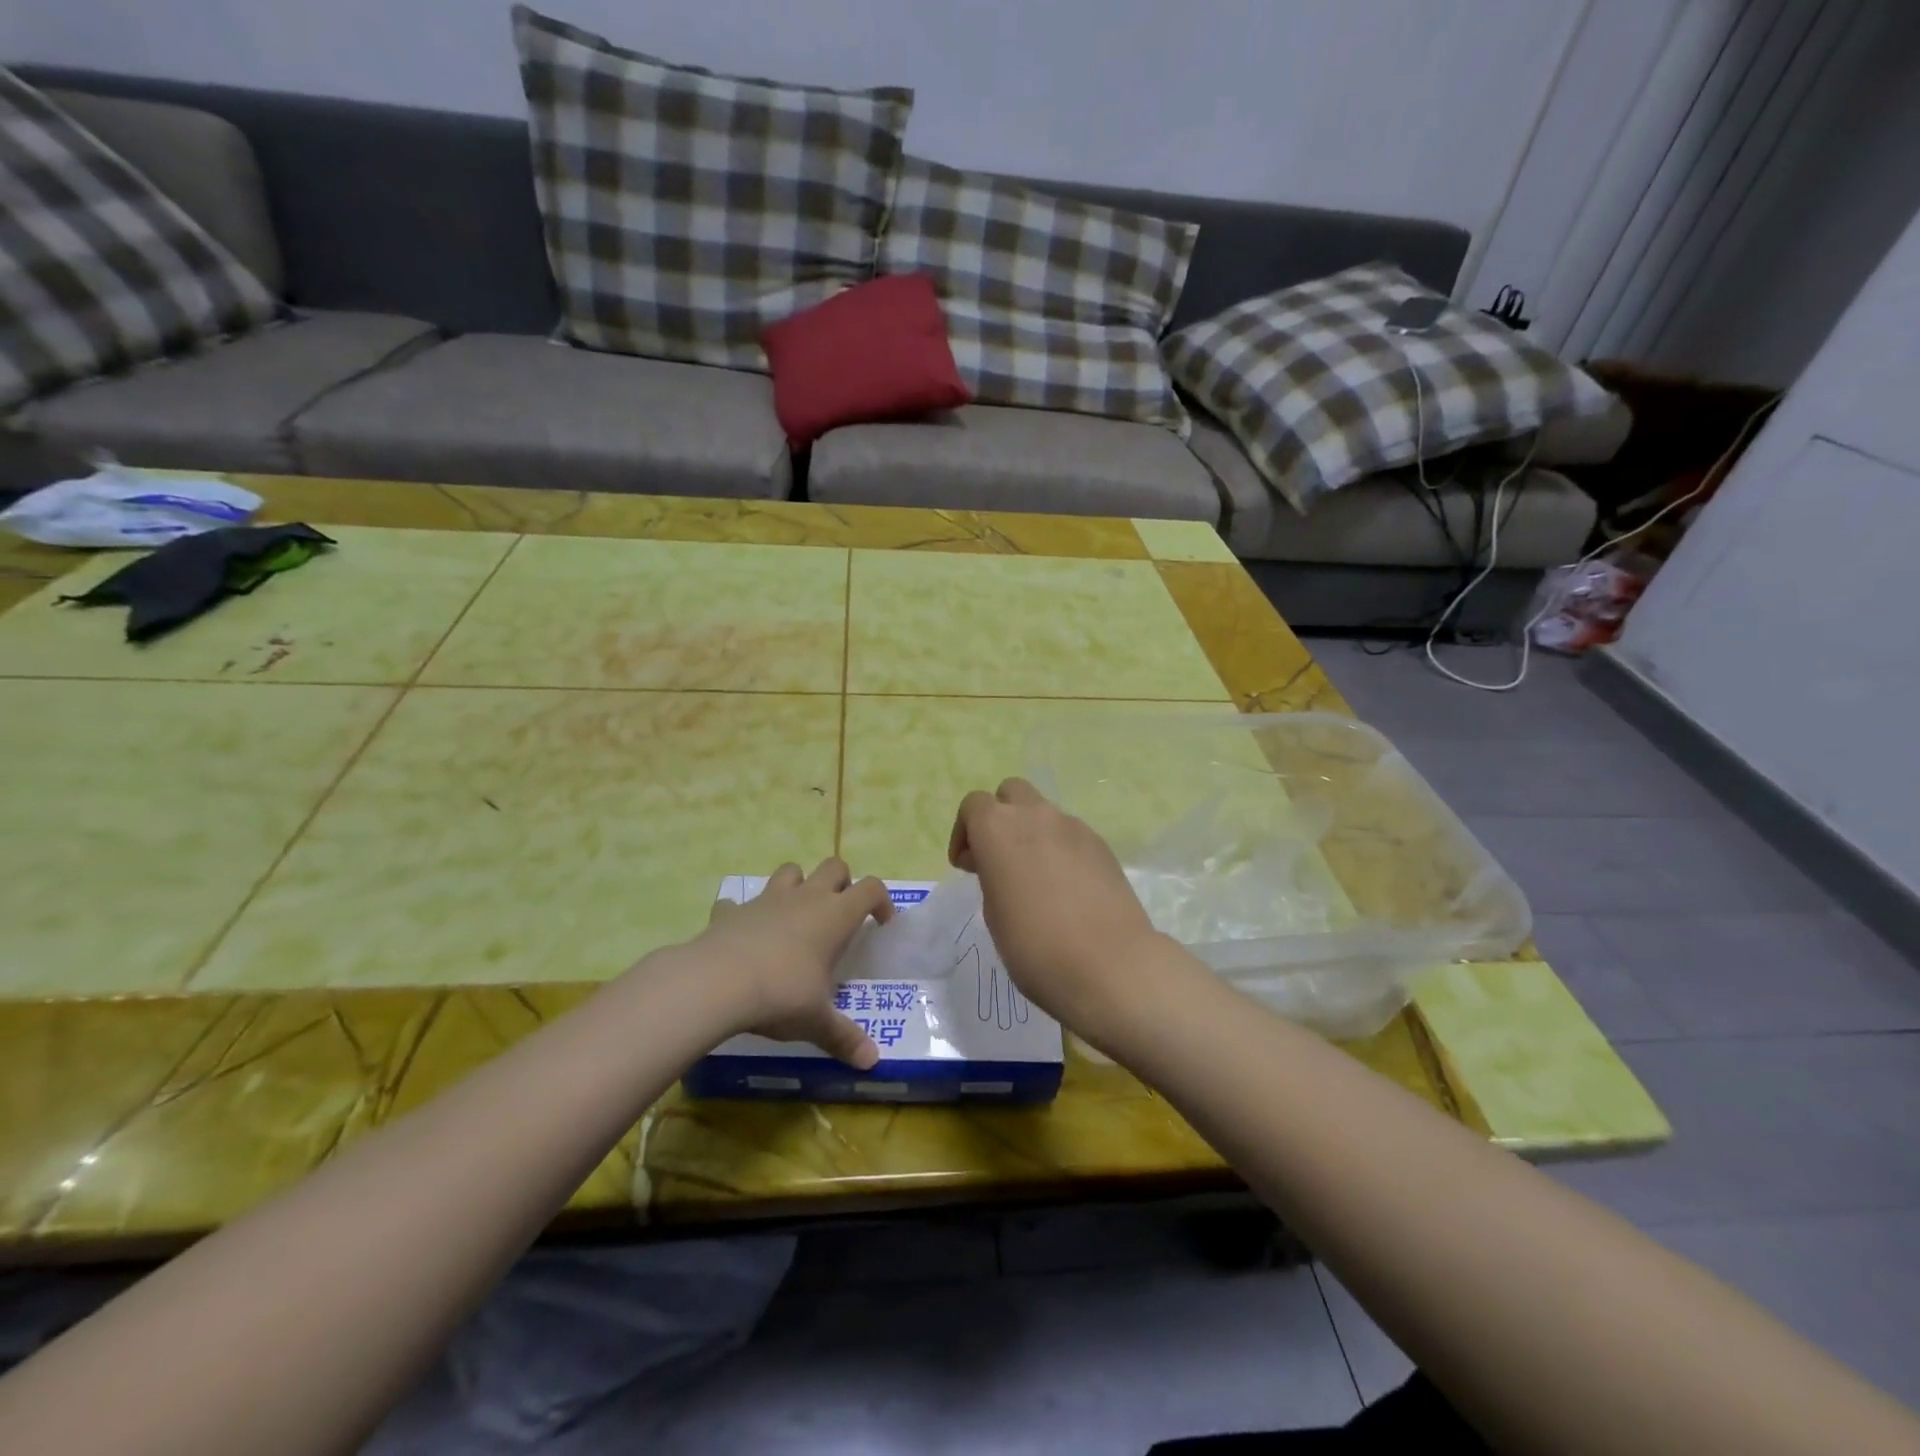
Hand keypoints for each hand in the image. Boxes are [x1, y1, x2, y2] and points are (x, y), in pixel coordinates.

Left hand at [694, 858, 892, 1067]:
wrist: (716, 982)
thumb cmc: (781, 994)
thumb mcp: (816, 1021)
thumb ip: (844, 1037)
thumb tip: (872, 1062)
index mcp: (835, 916)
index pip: (871, 888)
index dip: (882, 901)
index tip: (881, 923)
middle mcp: (805, 898)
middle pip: (834, 867)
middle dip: (842, 882)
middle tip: (839, 914)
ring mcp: (767, 899)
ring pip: (790, 872)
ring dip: (798, 885)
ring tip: (796, 914)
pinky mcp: (732, 911)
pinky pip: (740, 902)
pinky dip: (745, 913)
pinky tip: (744, 934)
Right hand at [947, 778, 1167, 1032]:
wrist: (1110, 965)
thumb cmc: (1035, 946)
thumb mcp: (994, 913)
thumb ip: (992, 875)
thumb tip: (1003, 866)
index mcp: (999, 829)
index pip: (974, 805)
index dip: (964, 832)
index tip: (967, 867)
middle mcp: (1036, 816)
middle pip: (1011, 793)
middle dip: (1000, 817)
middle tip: (998, 858)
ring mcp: (1074, 827)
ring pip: (1044, 812)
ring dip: (1031, 833)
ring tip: (1034, 877)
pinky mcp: (1102, 845)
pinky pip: (1071, 835)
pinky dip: (1060, 849)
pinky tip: (1066, 888)